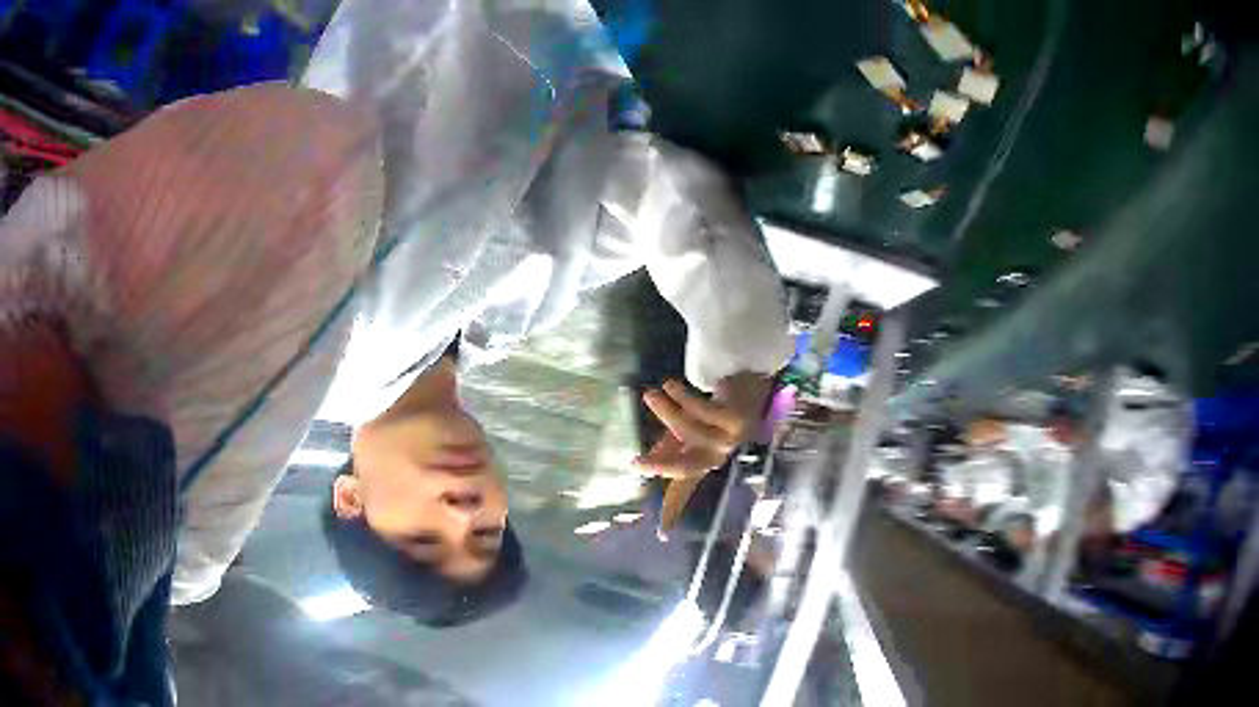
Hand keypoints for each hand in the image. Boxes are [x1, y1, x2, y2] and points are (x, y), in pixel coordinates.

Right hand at [636, 375, 772, 535]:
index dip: (671, 512)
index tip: (662, 535)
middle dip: (661, 467)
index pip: (683, 490)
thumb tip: (644, 463)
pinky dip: (684, 397)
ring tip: (650, 394)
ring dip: (667, 411)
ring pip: (691, 431)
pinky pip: (704, 410)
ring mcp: (728, 439)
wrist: (748, 383)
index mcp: (701, 462)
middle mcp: (716, 456)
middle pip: (686, 468)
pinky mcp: (735, 419)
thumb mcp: (687, 429)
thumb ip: (669, 446)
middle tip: (636, 464)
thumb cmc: (714, 411)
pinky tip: (670, 386)